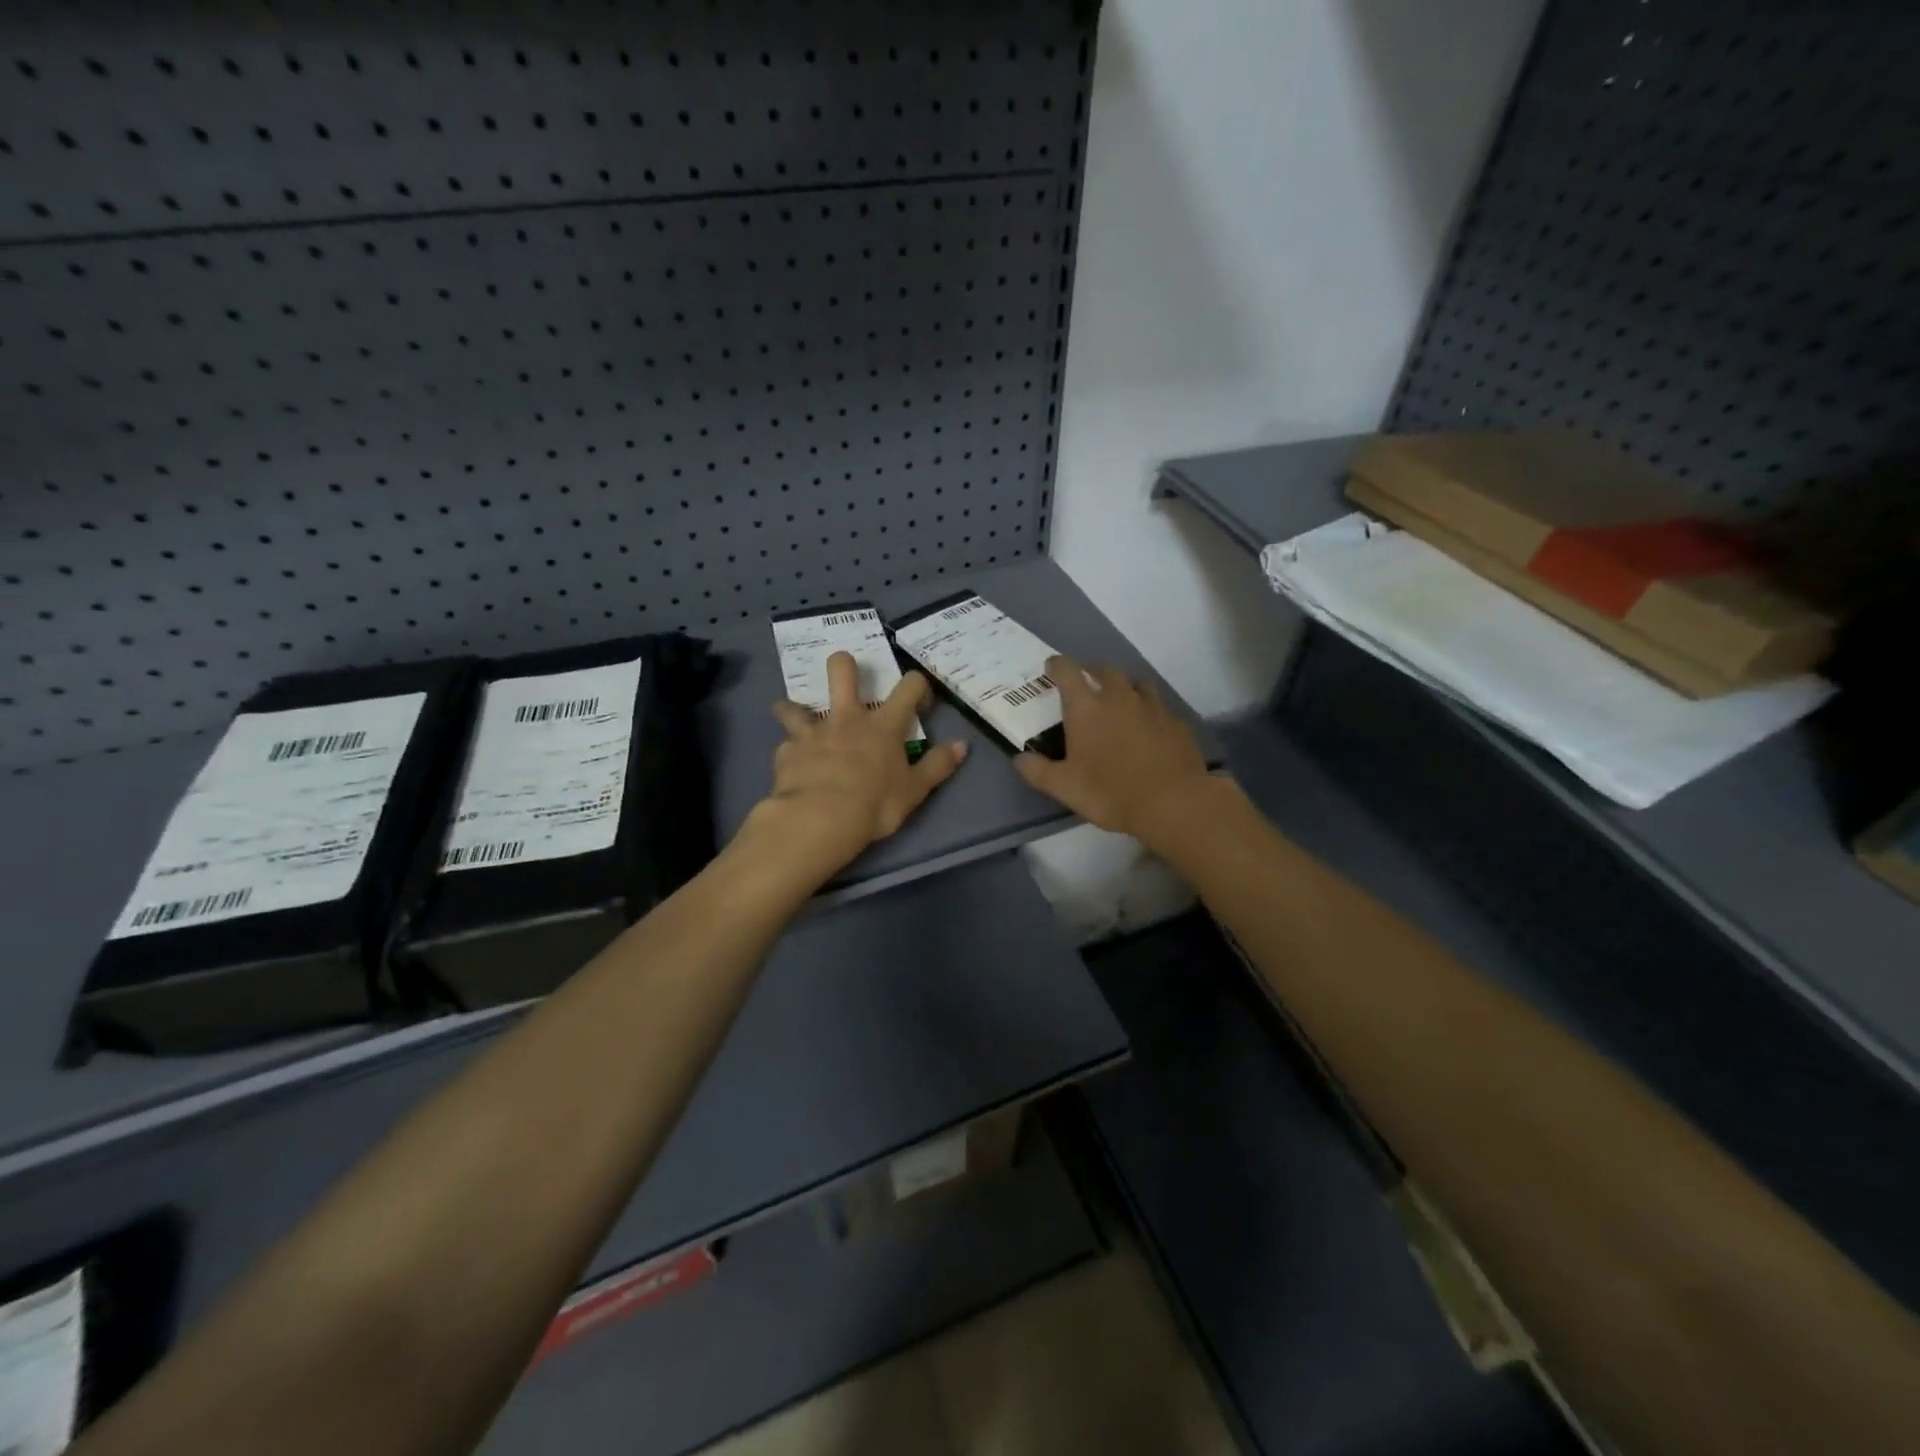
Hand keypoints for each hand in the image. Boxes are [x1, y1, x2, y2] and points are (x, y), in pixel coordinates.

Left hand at [742, 651, 967, 883]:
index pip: (908, 687)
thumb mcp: (915, 790)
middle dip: (844, 665)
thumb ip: (938, 765)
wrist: (821, 819)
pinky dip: (790, 751)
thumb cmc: (875, 804)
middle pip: (842, 671)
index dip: (917, 684)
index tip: (919, 696)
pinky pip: (786, 745)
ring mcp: (813, 732)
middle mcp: (847, 718)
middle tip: (846, 677)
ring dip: (794, 709)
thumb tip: (963, 745)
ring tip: (794, 716)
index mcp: (884, 725)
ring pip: (795, 706)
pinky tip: (792, 763)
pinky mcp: (787, 751)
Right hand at [1014, 656, 1209, 842]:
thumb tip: (1020, 759)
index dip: (1057, 666)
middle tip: (1086, 683)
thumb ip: (1038, 771)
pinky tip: (1149, 729)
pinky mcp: (1177, 723)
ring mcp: (1153, 708)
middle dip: (1092, 671)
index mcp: (1087, 708)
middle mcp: (1119, 698)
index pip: (1067, 671)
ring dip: (1125, 686)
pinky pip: (1159, 708)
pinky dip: (1149, 712)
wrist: (1173, 803)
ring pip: (1137, 683)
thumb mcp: (1064, 787)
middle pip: (1105, 670)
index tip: (1051, 667)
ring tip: (1120, 700)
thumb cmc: (1110, 792)